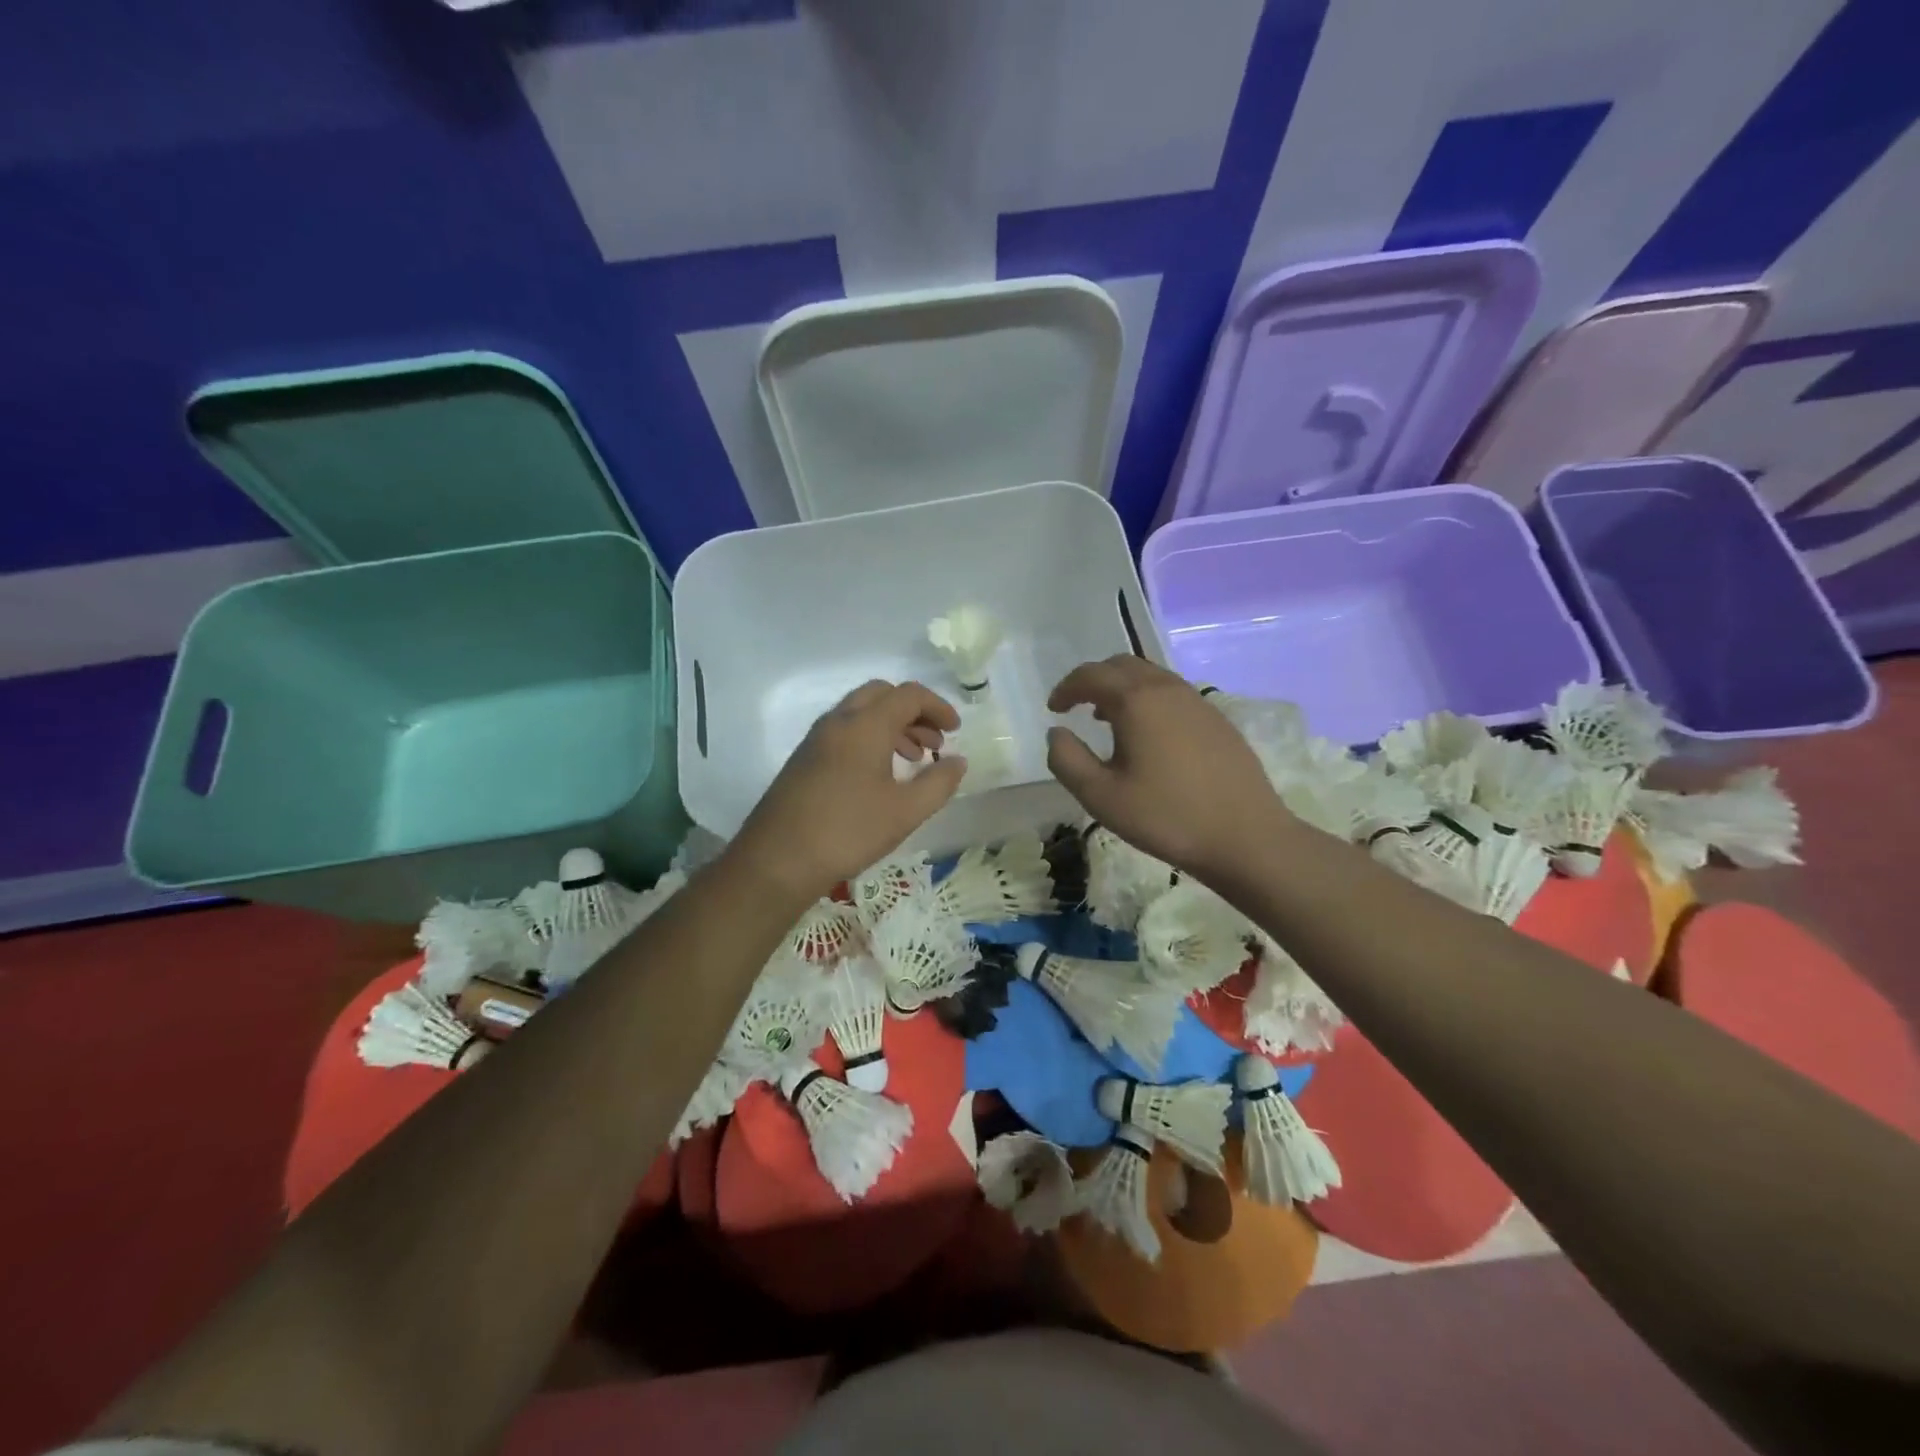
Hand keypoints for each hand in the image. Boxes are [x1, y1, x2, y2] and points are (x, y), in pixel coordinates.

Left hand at [730, 680, 966, 902]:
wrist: (778, 860)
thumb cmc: (848, 831)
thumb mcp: (905, 811)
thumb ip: (939, 782)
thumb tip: (957, 761)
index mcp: (866, 724)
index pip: (909, 695)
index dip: (938, 707)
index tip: (956, 730)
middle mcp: (839, 721)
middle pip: (882, 695)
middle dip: (913, 712)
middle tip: (934, 741)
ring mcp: (816, 739)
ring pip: (861, 712)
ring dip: (892, 725)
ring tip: (913, 759)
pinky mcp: (804, 758)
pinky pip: (844, 731)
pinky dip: (870, 738)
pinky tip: (879, 776)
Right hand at [1046, 656, 1291, 878]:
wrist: (1246, 836)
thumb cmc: (1166, 817)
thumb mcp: (1101, 796)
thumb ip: (1067, 760)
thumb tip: (1057, 733)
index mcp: (1136, 700)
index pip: (1091, 675)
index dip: (1066, 688)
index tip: (1054, 709)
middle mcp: (1167, 689)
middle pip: (1122, 665)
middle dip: (1094, 681)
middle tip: (1077, 707)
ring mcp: (1198, 701)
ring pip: (1151, 677)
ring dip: (1123, 689)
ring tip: (1108, 720)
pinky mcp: (1217, 720)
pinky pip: (1173, 694)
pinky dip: (1149, 700)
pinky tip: (1148, 736)